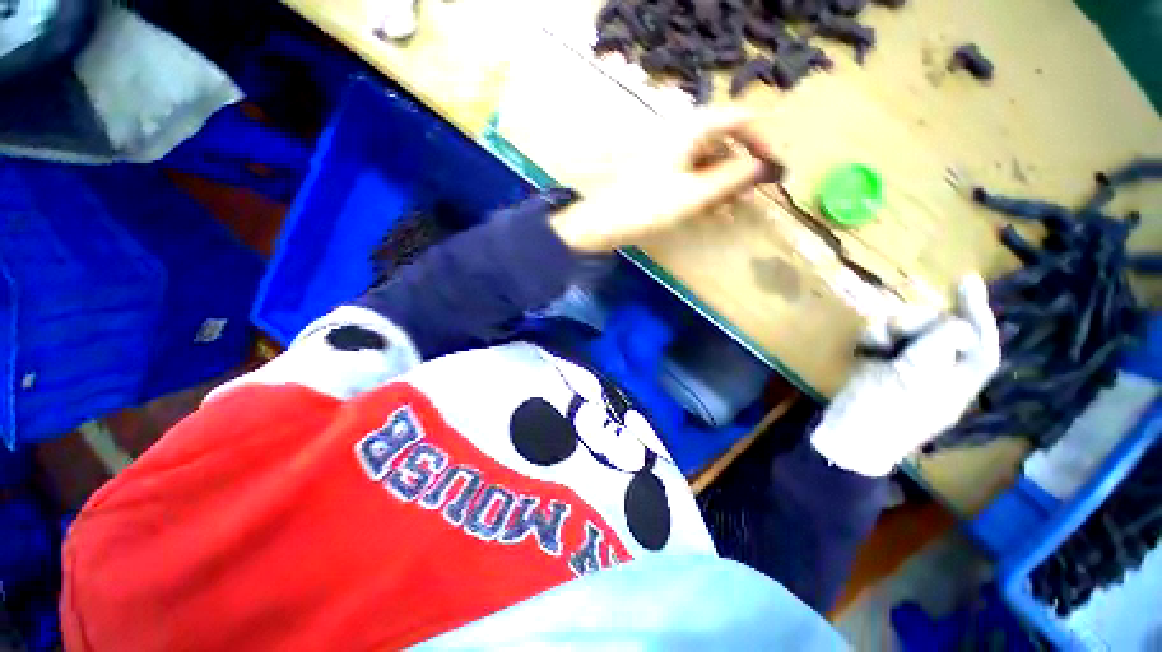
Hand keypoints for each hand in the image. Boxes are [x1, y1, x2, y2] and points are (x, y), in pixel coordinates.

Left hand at [549, 108, 780, 252]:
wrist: (602, 225)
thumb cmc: (646, 208)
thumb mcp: (693, 195)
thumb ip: (730, 178)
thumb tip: (760, 166)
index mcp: (689, 130)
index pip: (739, 118)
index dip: (761, 139)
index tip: (772, 166)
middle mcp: (680, 135)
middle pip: (723, 140)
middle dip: (740, 165)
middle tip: (751, 193)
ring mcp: (668, 154)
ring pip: (707, 160)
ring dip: (722, 182)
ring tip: (732, 208)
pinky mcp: (659, 173)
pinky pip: (690, 174)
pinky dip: (704, 189)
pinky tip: (711, 210)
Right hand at [811, 275, 1001, 476]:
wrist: (847, 435)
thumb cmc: (884, 409)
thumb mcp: (916, 376)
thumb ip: (939, 344)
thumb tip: (954, 322)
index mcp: (958, 379)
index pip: (979, 341)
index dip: (977, 311)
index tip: (965, 279)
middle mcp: (938, 370)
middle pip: (938, 329)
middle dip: (916, 323)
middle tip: (896, 330)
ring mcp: (907, 369)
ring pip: (906, 332)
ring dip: (888, 330)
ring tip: (874, 343)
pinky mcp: (881, 367)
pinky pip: (883, 341)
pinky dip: (873, 338)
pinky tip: (864, 348)